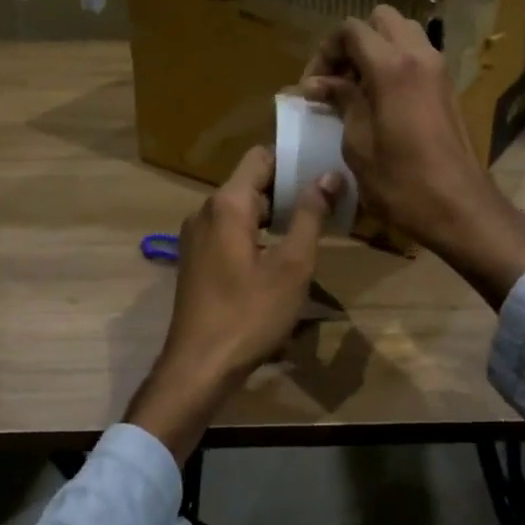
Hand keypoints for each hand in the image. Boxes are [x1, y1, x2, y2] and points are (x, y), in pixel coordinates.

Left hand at [125, 146, 339, 463]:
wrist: (199, 367)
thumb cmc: (249, 314)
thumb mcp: (292, 266)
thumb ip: (311, 216)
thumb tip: (328, 175)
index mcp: (227, 204)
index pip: (260, 157)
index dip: (292, 159)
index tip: (323, 170)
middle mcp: (206, 211)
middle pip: (251, 182)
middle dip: (288, 189)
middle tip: (328, 203)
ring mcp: (196, 236)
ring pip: (242, 209)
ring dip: (275, 214)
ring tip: (311, 228)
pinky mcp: (196, 259)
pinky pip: (230, 230)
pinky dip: (257, 233)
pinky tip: (280, 255)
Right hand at [302, 6, 524, 308]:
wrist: (460, 208)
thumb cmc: (402, 182)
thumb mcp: (358, 144)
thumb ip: (341, 102)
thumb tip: (317, 84)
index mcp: (392, 66)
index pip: (351, 30)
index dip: (325, 51)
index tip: (312, 86)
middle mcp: (419, 56)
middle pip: (381, 20)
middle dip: (353, 42)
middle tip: (336, 79)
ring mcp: (438, 70)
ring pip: (403, 34)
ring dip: (376, 50)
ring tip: (357, 88)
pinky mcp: (448, 88)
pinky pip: (418, 56)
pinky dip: (395, 64)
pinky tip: (380, 100)